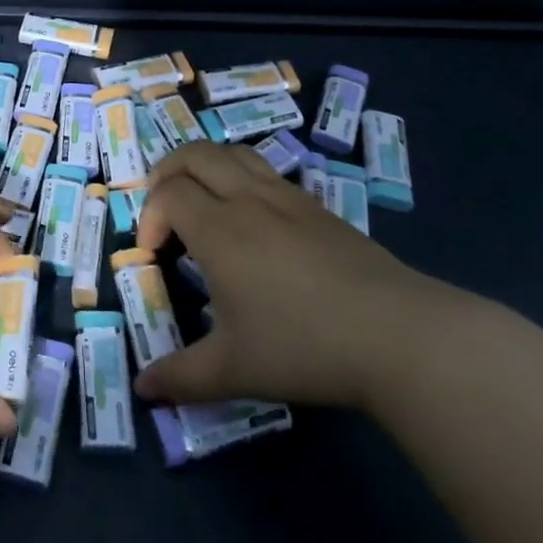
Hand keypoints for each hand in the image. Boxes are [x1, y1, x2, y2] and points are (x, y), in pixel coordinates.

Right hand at [133, 143, 453, 409]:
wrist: (398, 335)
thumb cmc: (304, 346)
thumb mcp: (234, 370)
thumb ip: (182, 377)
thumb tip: (144, 389)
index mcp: (219, 230)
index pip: (168, 193)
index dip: (149, 216)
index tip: (154, 254)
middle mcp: (248, 200)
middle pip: (195, 154)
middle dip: (167, 172)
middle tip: (164, 209)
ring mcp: (287, 197)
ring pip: (234, 153)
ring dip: (205, 166)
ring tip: (202, 201)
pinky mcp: (318, 206)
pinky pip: (266, 172)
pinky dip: (241, 177)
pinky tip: (253, 220)